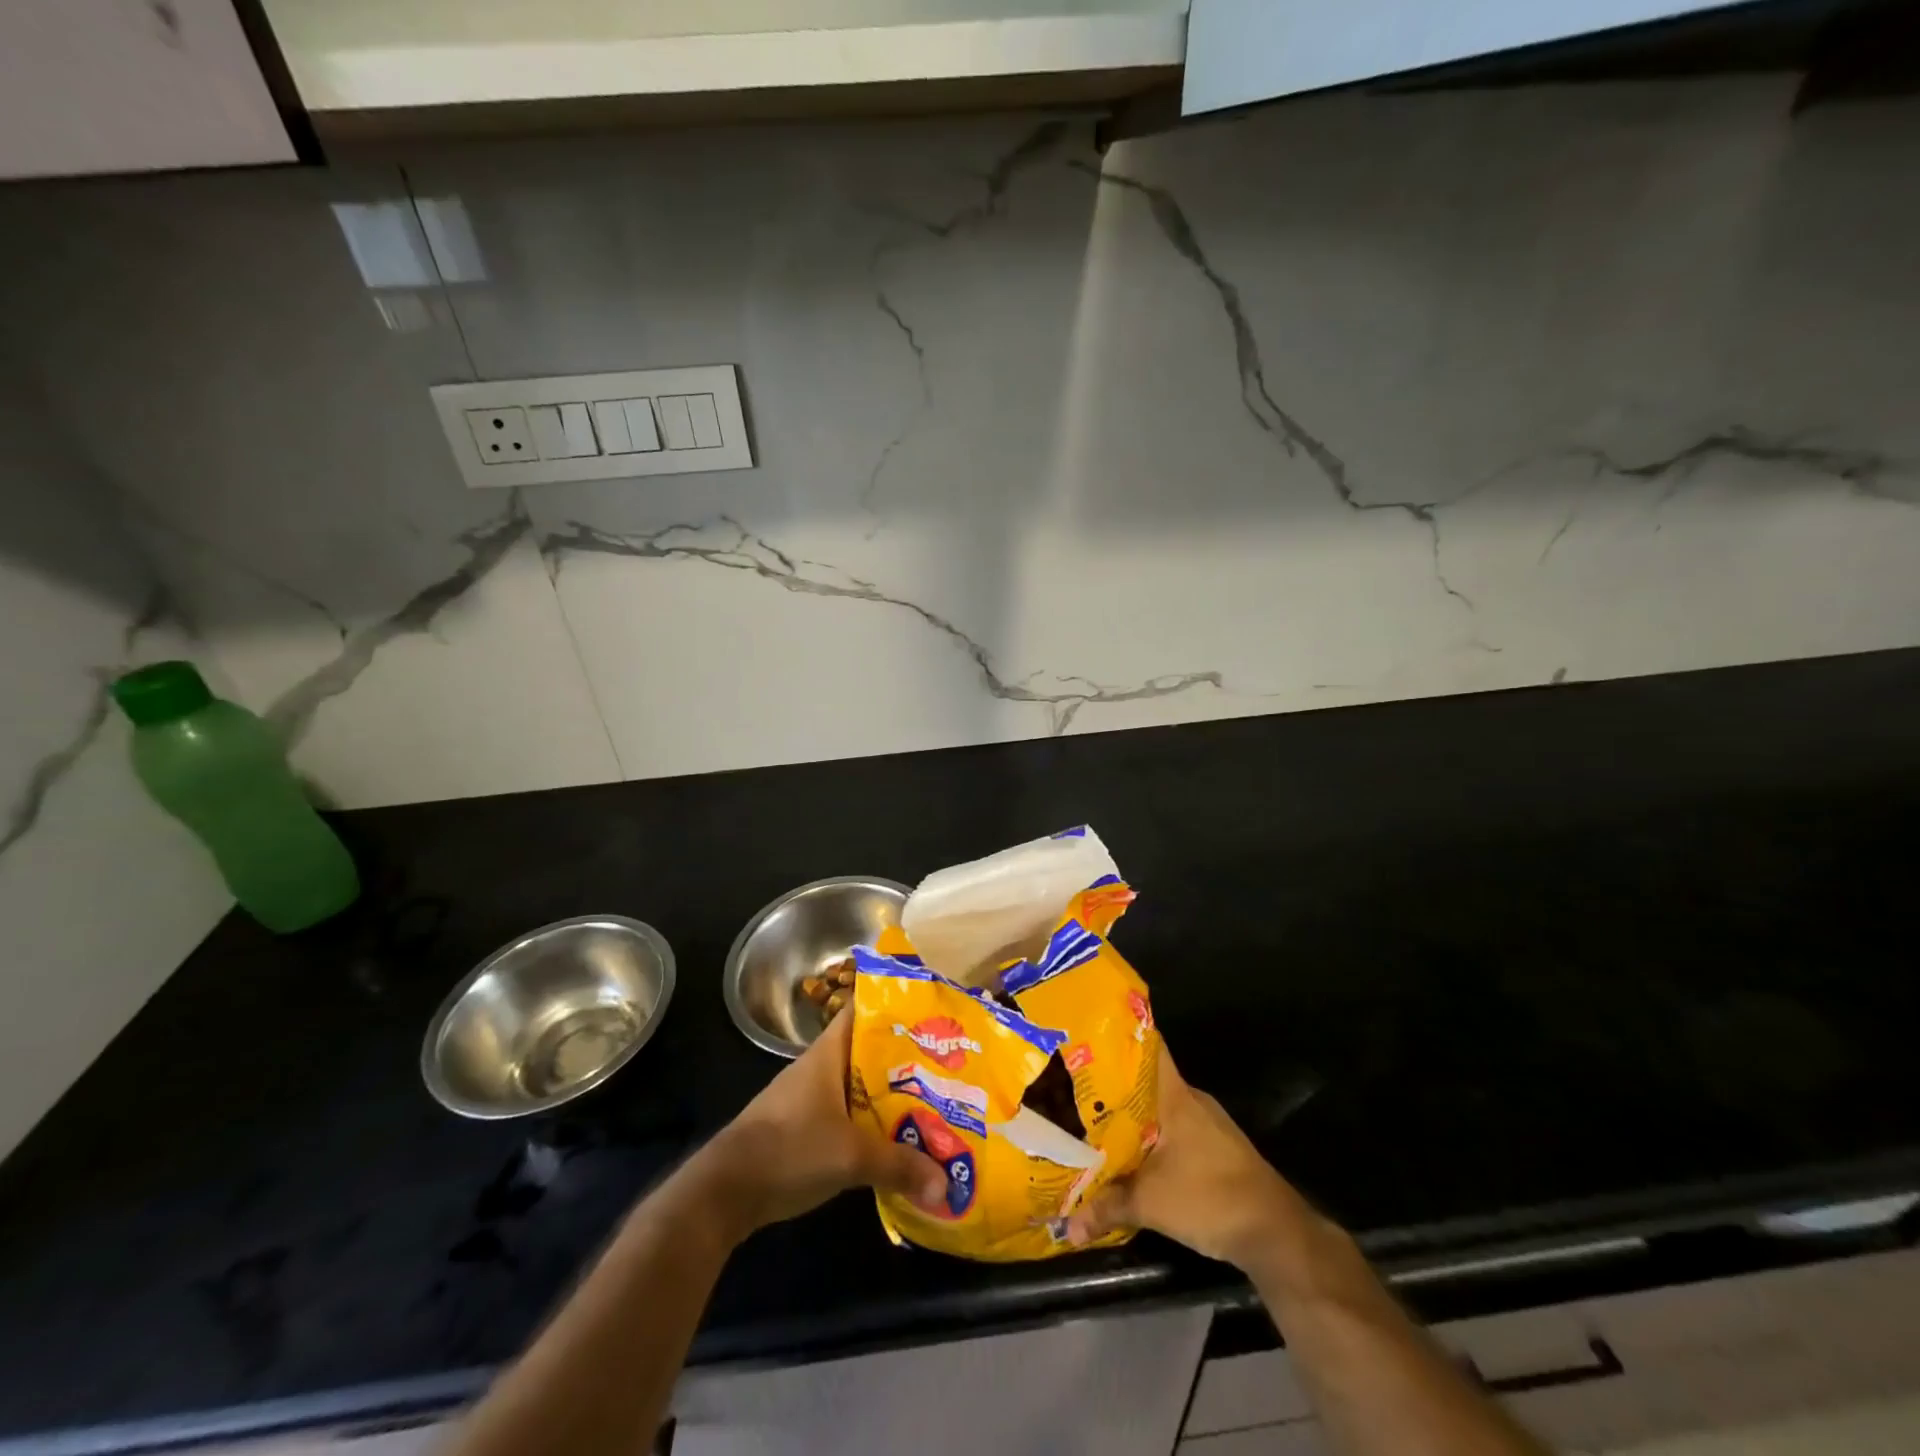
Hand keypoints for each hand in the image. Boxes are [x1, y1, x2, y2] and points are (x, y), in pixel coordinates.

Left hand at [682, 1009, 946, 1242]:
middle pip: (868, 1050)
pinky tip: (896, 1139)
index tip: (930, 1009)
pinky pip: (847, 1114)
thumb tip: (946, 1184)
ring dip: (889, 1093)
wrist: (725, 1191)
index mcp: (828, 1053)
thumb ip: (899, 1166)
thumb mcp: (850, 1157)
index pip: (862, 1010)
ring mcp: (809, 1098)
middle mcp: (820, 1067)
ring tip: (933, 1100)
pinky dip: (871, 1122)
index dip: (894, 1004)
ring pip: (859, 1085)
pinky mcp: (803, 1128)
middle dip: (905, 1057)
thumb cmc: (789, 1150)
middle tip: (947, 1063)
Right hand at [1066, 1044, 1300, 1269]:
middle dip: (1111, 1085)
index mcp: (1175, 1095)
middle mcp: (1191, 1099)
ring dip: (1131, 1116)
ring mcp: (1206, 1124)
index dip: (1117, 1038)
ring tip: (1093, 1122)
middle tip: (1074, 1088)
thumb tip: (1068, 1228)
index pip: (1147, 1046)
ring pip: (1158, 1108)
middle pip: (1145, 1080)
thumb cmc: (1209, 1197)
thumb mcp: (1149, 1203)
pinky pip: (1173, 1130)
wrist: (1275, 1233)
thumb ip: (1106, 1208)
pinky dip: (1151, 1138)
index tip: (1085, 1038)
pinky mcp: (1215, 1148)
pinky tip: (1131, 1155)